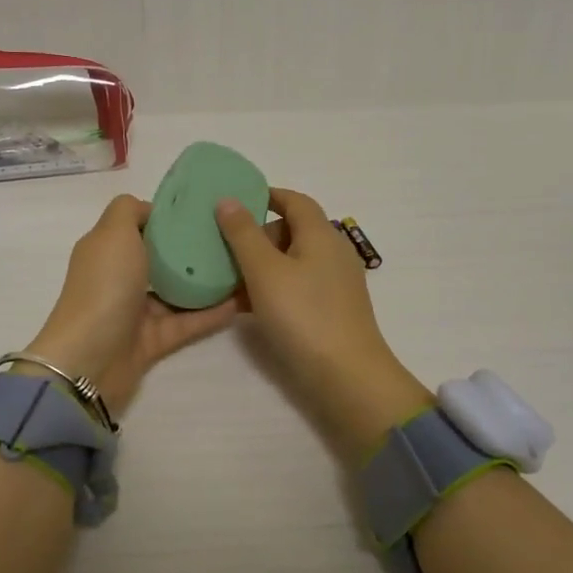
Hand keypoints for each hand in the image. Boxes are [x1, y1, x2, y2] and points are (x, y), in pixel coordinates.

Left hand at [23, 194, 236, 413]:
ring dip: (206, 282)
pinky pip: (189, 322)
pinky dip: (212, 313)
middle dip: (192, 248)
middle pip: (160, 258)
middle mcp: (120, 277)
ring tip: (243, 266)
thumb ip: (129, 210)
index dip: (167, 216)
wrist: (91, 360)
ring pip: (177, 291)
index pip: (139, 225)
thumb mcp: (112, 233)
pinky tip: (241, 301)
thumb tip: (151, 211)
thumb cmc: (103, 286)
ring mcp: (137, 311)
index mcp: (107, 249)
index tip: (203, 210)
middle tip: (231, 237)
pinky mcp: (155, 340)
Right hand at [218, 188, 431, 459]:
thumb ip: (243, 234)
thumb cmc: (303, 315)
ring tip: (228, 280)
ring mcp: (335, 282)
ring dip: (261, 265)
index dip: (266, 196)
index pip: (294, 200)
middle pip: (292, 230)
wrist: (346, 376)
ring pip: (292, 261)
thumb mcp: (264, 270)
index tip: (236, 203)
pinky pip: (297, 286)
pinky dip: (273, 288)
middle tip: (226, 249)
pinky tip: (247, 306)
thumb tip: (228, 200)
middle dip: (257, 235)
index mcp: (321, 234)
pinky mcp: (332, 309)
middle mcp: (333, 252)